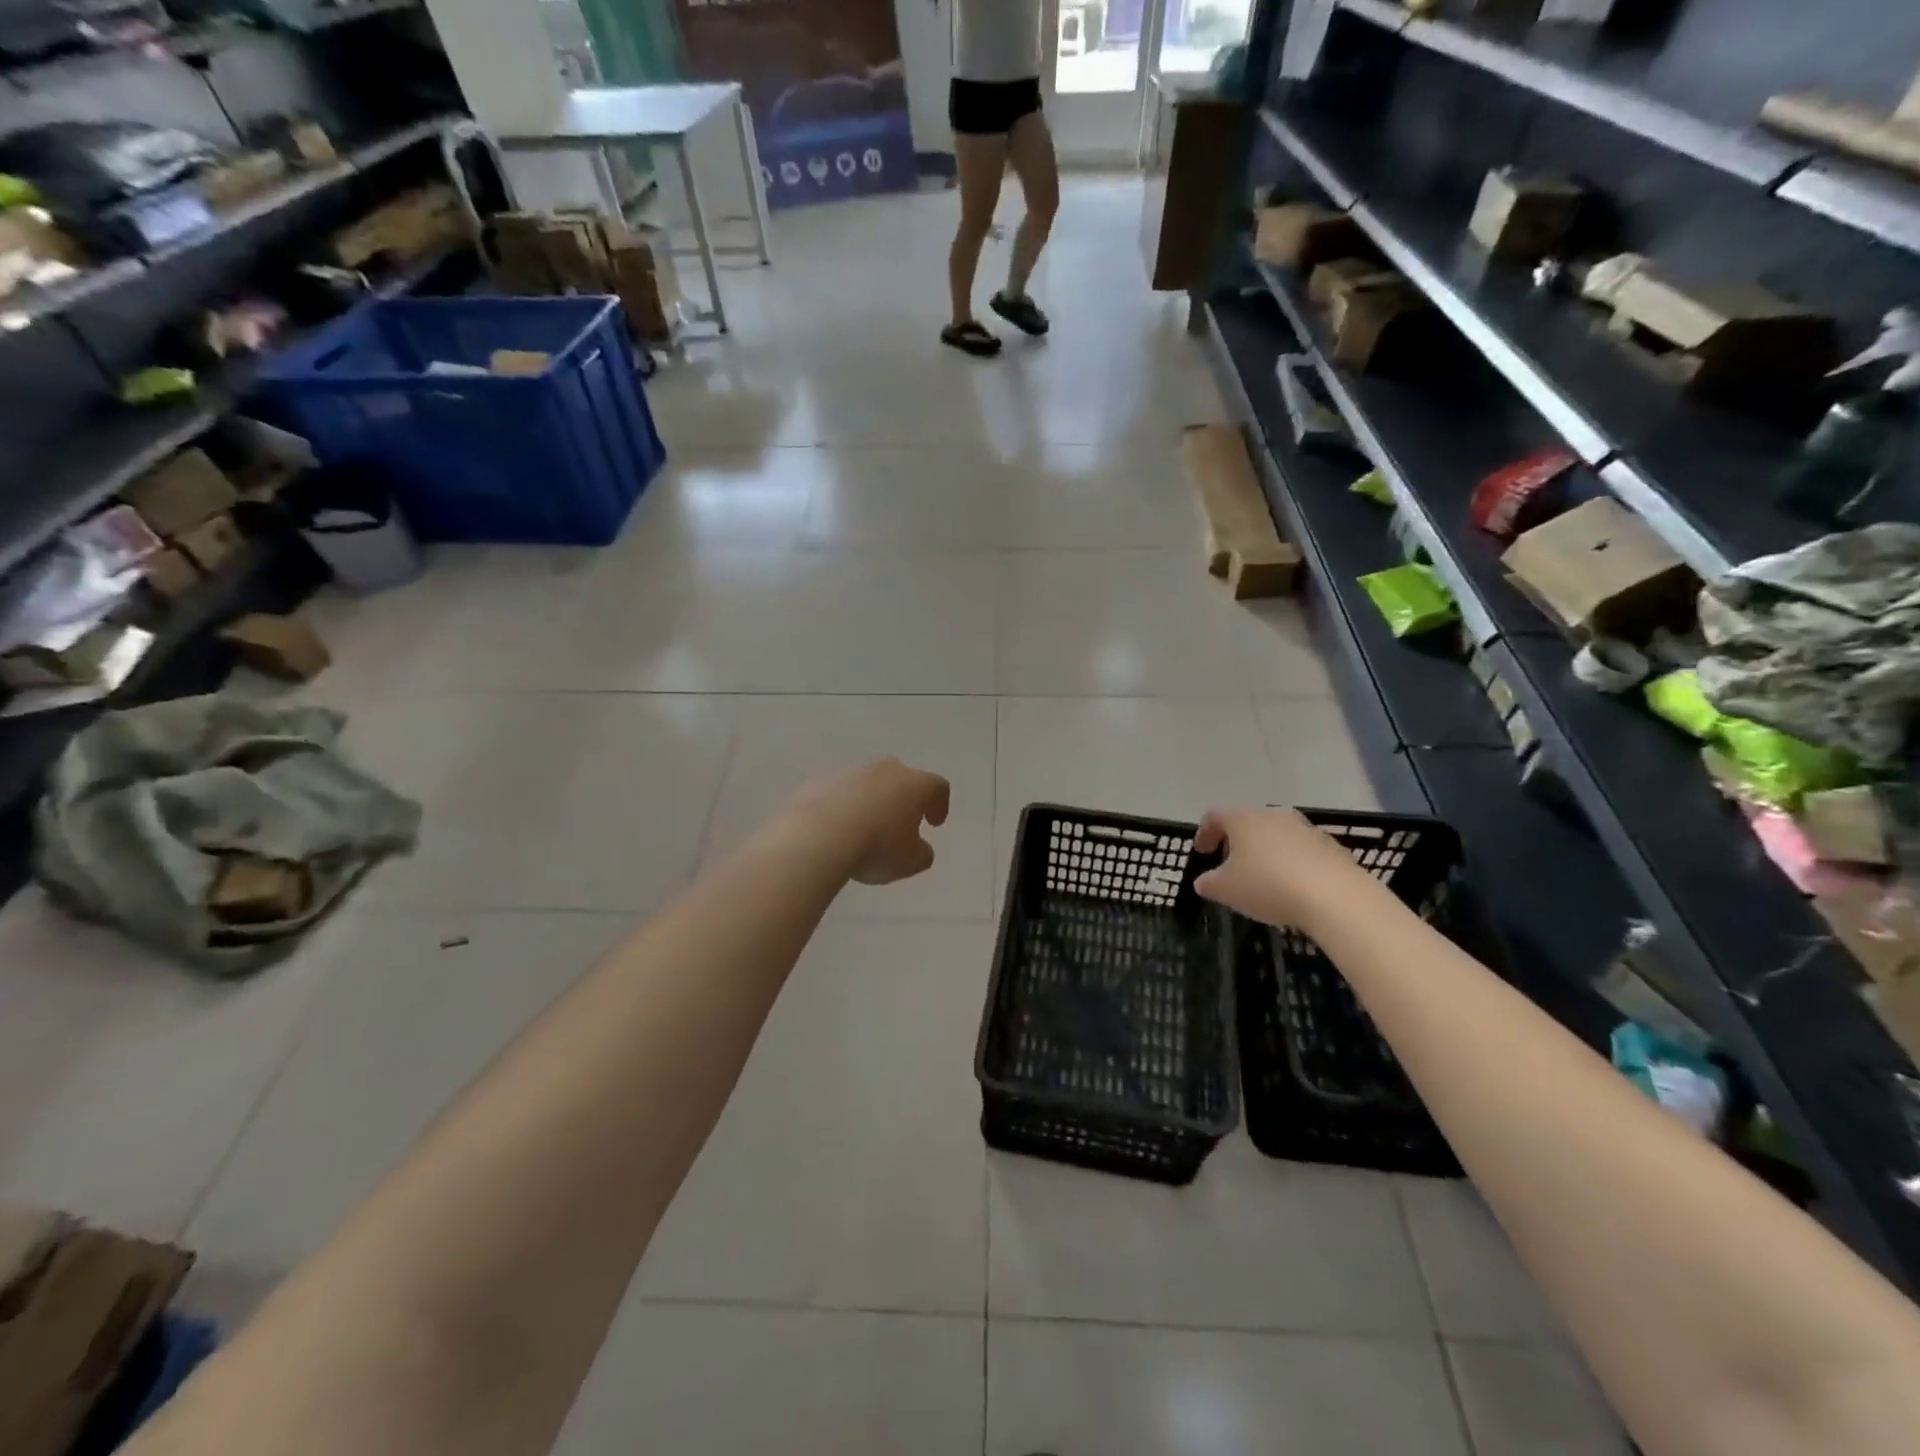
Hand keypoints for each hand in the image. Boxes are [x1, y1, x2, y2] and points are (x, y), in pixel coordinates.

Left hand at [784, 759, 950, 885]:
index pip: (937, 787)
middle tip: (900, 824)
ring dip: (871, 801)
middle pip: (902, 778)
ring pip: (868, 783)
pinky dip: (842, 806)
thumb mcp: (910, 862)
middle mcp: (886, 769)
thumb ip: (922, 854)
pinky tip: (835, 828)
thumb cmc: (876, 847)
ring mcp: (851, 771)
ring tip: (864, 829)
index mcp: (916, 784)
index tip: (934, 824)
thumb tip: (919, 848)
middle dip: (903, 799)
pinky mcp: (820, 779)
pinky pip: (839, 792)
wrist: (817, 835)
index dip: (939, 804)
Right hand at [1192, 807, 1367, 930]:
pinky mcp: (1331, 847)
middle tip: (1231, 863)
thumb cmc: (1268, 885)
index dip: (1204, 832)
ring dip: (1266, 852)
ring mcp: (1306, 828)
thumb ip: (1208, 883)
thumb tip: (1204, 881)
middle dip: (1237, 841)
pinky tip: (1293, 888)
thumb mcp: (1225, 890)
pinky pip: (1302, 851)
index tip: (1202, 852)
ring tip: (1263, 878)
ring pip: (1277, 835)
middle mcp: (1274, 815)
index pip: (1215, 816)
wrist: (1335, 897)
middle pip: (1248, 822)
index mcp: (1243, 819)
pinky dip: (1292, 864)